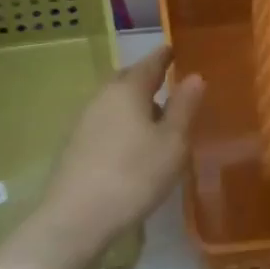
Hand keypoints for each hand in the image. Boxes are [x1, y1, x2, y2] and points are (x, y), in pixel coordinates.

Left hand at [26, 46, 204, 268]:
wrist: (75, 219)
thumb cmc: (134, 176)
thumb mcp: (172, 143)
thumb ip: (184, 107)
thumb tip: (195, 76)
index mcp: (128, 90)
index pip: (150, 62)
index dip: (165, 55)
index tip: (176, 49)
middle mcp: (102, 97)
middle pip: (127, 79)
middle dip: (147, 79)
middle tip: (169, 85)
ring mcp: (84, 121)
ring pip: (115, 102)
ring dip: (134, 105)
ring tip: (157, 120)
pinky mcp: (74, 146)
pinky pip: (105, 122)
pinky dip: (122, 124)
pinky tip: (133, 145)